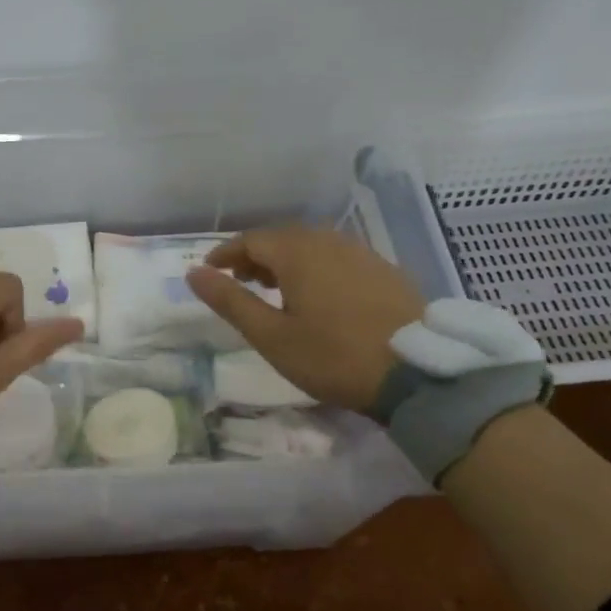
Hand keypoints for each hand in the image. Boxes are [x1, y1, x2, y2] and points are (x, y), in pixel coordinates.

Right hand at [185, 227, 423, 409]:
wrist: (417, 372)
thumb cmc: (333, 356)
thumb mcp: (271, 336)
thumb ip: (230, 301)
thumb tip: (193, 273)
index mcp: (298, 252)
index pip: (250, 240)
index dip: (225, 253)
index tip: (209, 271)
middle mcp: (329, 242)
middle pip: (282, 238)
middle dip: (255, 256)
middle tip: (240, 280)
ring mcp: (362, 253)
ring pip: (312, 246)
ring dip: (286, 261)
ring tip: (275, 289)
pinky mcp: (385, 271)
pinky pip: (337, 258)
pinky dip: (315, 268)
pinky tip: (318, 295)